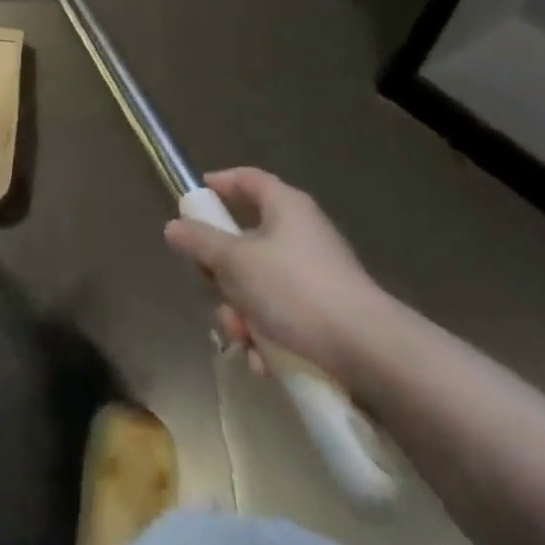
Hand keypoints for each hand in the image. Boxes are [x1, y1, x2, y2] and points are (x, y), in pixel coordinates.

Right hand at [164, 167, 397, 382]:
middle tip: (212, 290)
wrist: (370, 355)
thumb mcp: (236, 263)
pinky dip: (270, 338)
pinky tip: (266, 364)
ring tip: (243, 340)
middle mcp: (303, 233)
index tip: (196, 198)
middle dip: (224, 274)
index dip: (221, 184)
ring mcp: (318, 276)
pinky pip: (285, 318)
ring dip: (244, 313)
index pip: (248, 179)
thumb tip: (174, 226)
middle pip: (247, 241)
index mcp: (285, 206)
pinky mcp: (329, 317)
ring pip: (262, 286)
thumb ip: (201, 242)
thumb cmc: (295, 291)